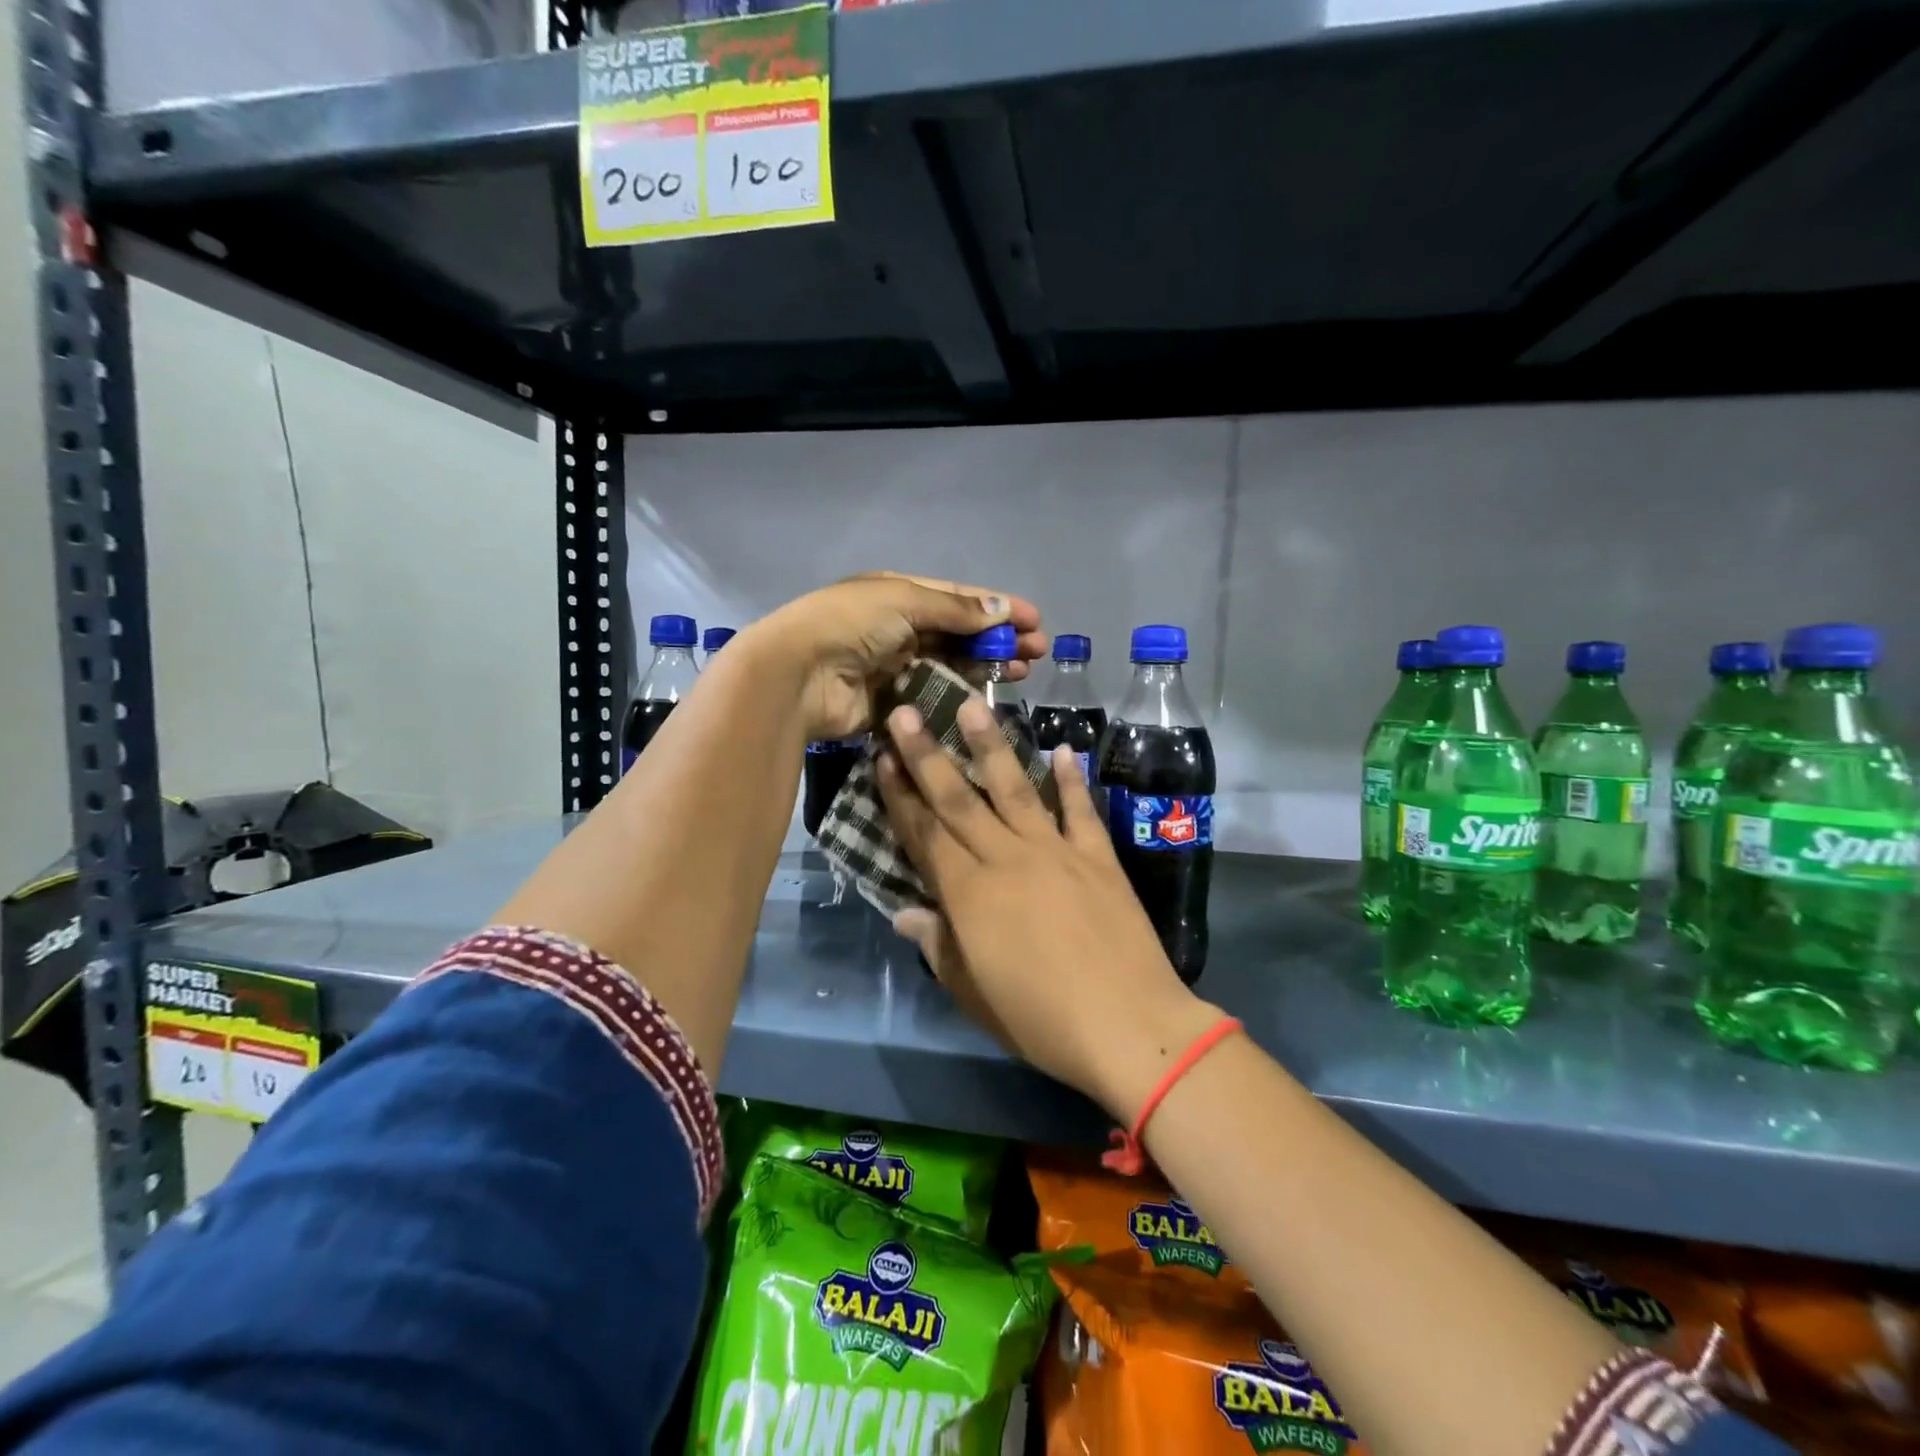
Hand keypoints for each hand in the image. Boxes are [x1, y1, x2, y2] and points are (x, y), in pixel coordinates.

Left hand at [753, 572, 1045, 742]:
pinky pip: (933, 697)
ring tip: (1021, 672)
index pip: (957, 598)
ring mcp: (894, 667)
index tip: (1035, 620)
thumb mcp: (904, 601)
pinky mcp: (891, 703)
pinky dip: (959, 696)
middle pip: (958, 633)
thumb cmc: (850, 625)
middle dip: (997, 639)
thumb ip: (955, 610)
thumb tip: (1002, 610)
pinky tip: (987, 698)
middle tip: (1037, 652)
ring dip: (985, 666)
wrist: (798, 675)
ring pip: (950, 665)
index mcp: (897, 595)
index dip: (996, 607)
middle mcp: (897, 628)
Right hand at [875, 698, 1220, 1122]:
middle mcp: (1007, 859)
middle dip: (927, 754)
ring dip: (991, 745)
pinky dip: (1072, 780)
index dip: (900, 796)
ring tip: (974, 704)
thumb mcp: (973, 992)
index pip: (924, 834)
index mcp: (969, 894)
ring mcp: (1056, 852)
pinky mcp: (1098, 857)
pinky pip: (1080, 810)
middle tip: (905, 712)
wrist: (1129, 1025)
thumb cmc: (1040, 1019)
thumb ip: (938, 946)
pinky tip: (1063, 750)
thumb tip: (904, 914)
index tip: (882, 758)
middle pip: (959, 799)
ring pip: (1015, 789)